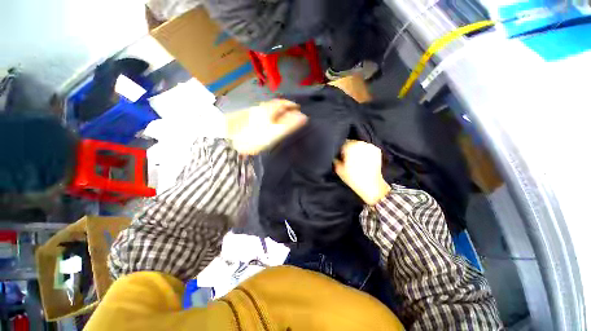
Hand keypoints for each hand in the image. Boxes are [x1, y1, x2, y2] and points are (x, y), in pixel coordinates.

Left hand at [226, 99, 307, 154]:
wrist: (227, 138)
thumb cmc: (253, 136)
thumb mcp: (274, 132)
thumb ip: (289, 125)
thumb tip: (303, 117)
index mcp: (268, 110)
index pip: (283, 103)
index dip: (291, 104)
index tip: (298, 107)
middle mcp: (260, 108)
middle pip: (275, 104)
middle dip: (284, 107)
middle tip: (291, 112)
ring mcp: (252, 112)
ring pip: (267, 108)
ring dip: (276, 110)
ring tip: (281, 117)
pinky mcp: (246, 117)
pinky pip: (261, 113)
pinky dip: (268, 115)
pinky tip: (266, 121)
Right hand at [334, 140, 390, 205]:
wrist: (371, 185)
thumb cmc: (352, 177)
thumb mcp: (338, 169)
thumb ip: (334, 158)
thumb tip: (334, 154)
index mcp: (349, 146)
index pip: (341, 143)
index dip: (340, 150)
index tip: (340, 156)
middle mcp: (360, 143)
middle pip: (351, 142)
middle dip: (348, 149)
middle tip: (348, 158)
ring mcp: (369, 146)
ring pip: (359, 145)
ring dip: (356, 149)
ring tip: (356, 159)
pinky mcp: (377, 150)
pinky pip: (367, 148)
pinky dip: (364, 151)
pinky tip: (363, 159)